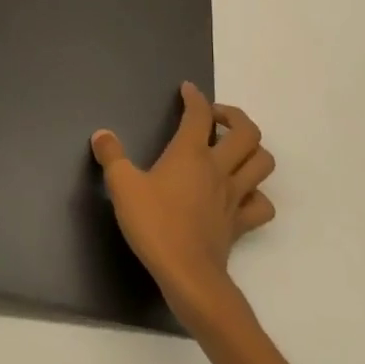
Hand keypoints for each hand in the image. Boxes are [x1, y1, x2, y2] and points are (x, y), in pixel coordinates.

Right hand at [91, 82, 275, 323]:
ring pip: (262, 163)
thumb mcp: (122, 186)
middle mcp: (218, 168)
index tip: (187, 90)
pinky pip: (262, 203)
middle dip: (234, 116)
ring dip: (253, 150)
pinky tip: (240, 193)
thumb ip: (112, 156)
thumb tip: (102, 134)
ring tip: (232, 149)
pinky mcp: (240, 222)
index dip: (194, 97)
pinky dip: (256, 193)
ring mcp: (234, 196)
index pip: (199, 114)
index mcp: (190, 153)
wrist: (187, 274)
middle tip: (215, 118)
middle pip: (247, 132)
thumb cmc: (154, 224)